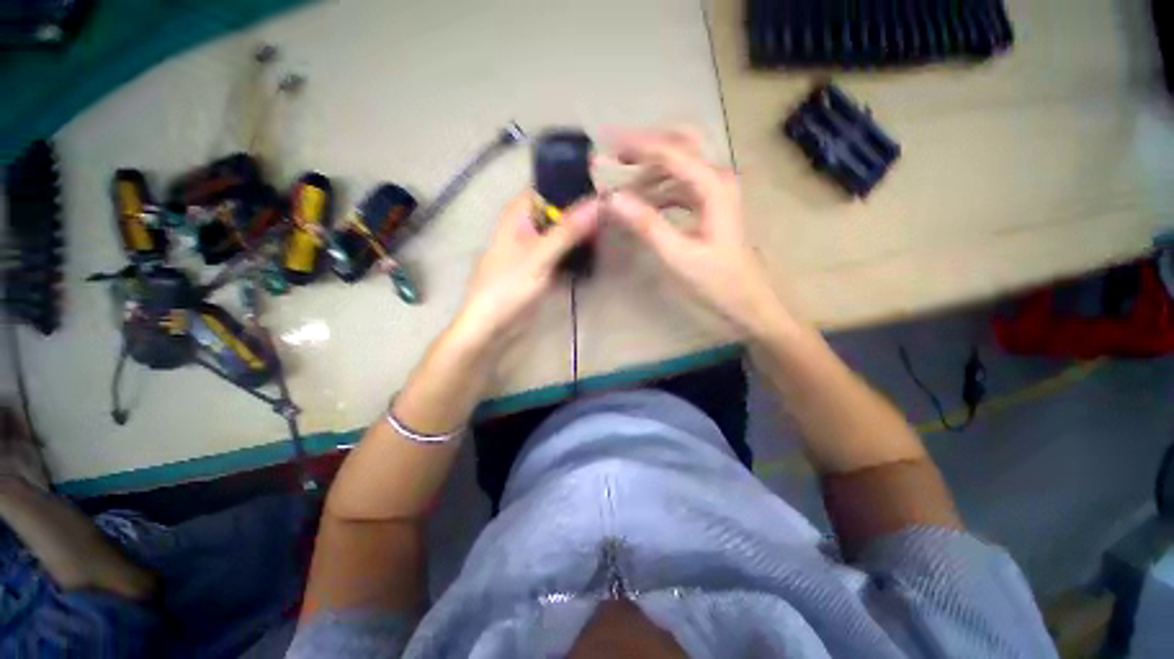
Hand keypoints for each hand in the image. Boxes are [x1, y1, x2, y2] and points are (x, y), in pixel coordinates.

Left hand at [452, 190, 599, 347]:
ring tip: (609, 230)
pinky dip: (575, 251)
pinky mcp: (540, 265)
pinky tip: (595, 252)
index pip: (550, 187)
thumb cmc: (509, 285)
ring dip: (581, 233)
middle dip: (582, 212)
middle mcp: (526, 225)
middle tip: (612, 212)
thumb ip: (568, 230)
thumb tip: (598, 202)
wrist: (492, 324)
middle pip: (558, 211)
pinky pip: (561, 251)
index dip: (575, 185)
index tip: (603, 188)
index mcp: (518, 213)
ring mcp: (534, 246)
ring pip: (561, 232)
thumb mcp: (540, 255)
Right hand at [603, 129, 792, 338]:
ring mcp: (715, 191)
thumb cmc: (715, 281)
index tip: (605, 148)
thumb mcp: (677, 255)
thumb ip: (646, 224)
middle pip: (680, 145)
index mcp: (712, 186)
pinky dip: (659, 188)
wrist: (746, 299)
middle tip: (615, 156)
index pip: (670, 152)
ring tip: (623, 185)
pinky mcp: (711, 205)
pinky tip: (644, 203)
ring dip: (650, 170)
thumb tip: (613, 199)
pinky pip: (681, 185)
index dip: (636, 146)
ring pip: (680, 165)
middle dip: (645, 146)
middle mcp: (717, 179)